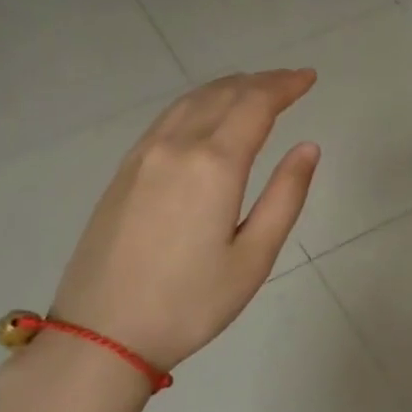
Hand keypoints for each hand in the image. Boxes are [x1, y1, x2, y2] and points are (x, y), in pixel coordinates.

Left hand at [49, 70, 319, 372]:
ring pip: (191, 101)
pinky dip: (198, 103)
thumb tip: (308, 147)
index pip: (256, 104)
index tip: (309, 77)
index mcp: (213, 165)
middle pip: (224, 94)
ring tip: (255, 90)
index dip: (285, 85)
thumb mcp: (253, 258)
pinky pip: (168, 118)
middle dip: (261, 82)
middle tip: (291, 81)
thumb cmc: (190, 303)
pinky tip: (206, 115)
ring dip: (228, 87)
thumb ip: (285, 196)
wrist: (102, 333)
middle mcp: (176, 146)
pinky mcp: (124, 171)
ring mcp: (143, 155)